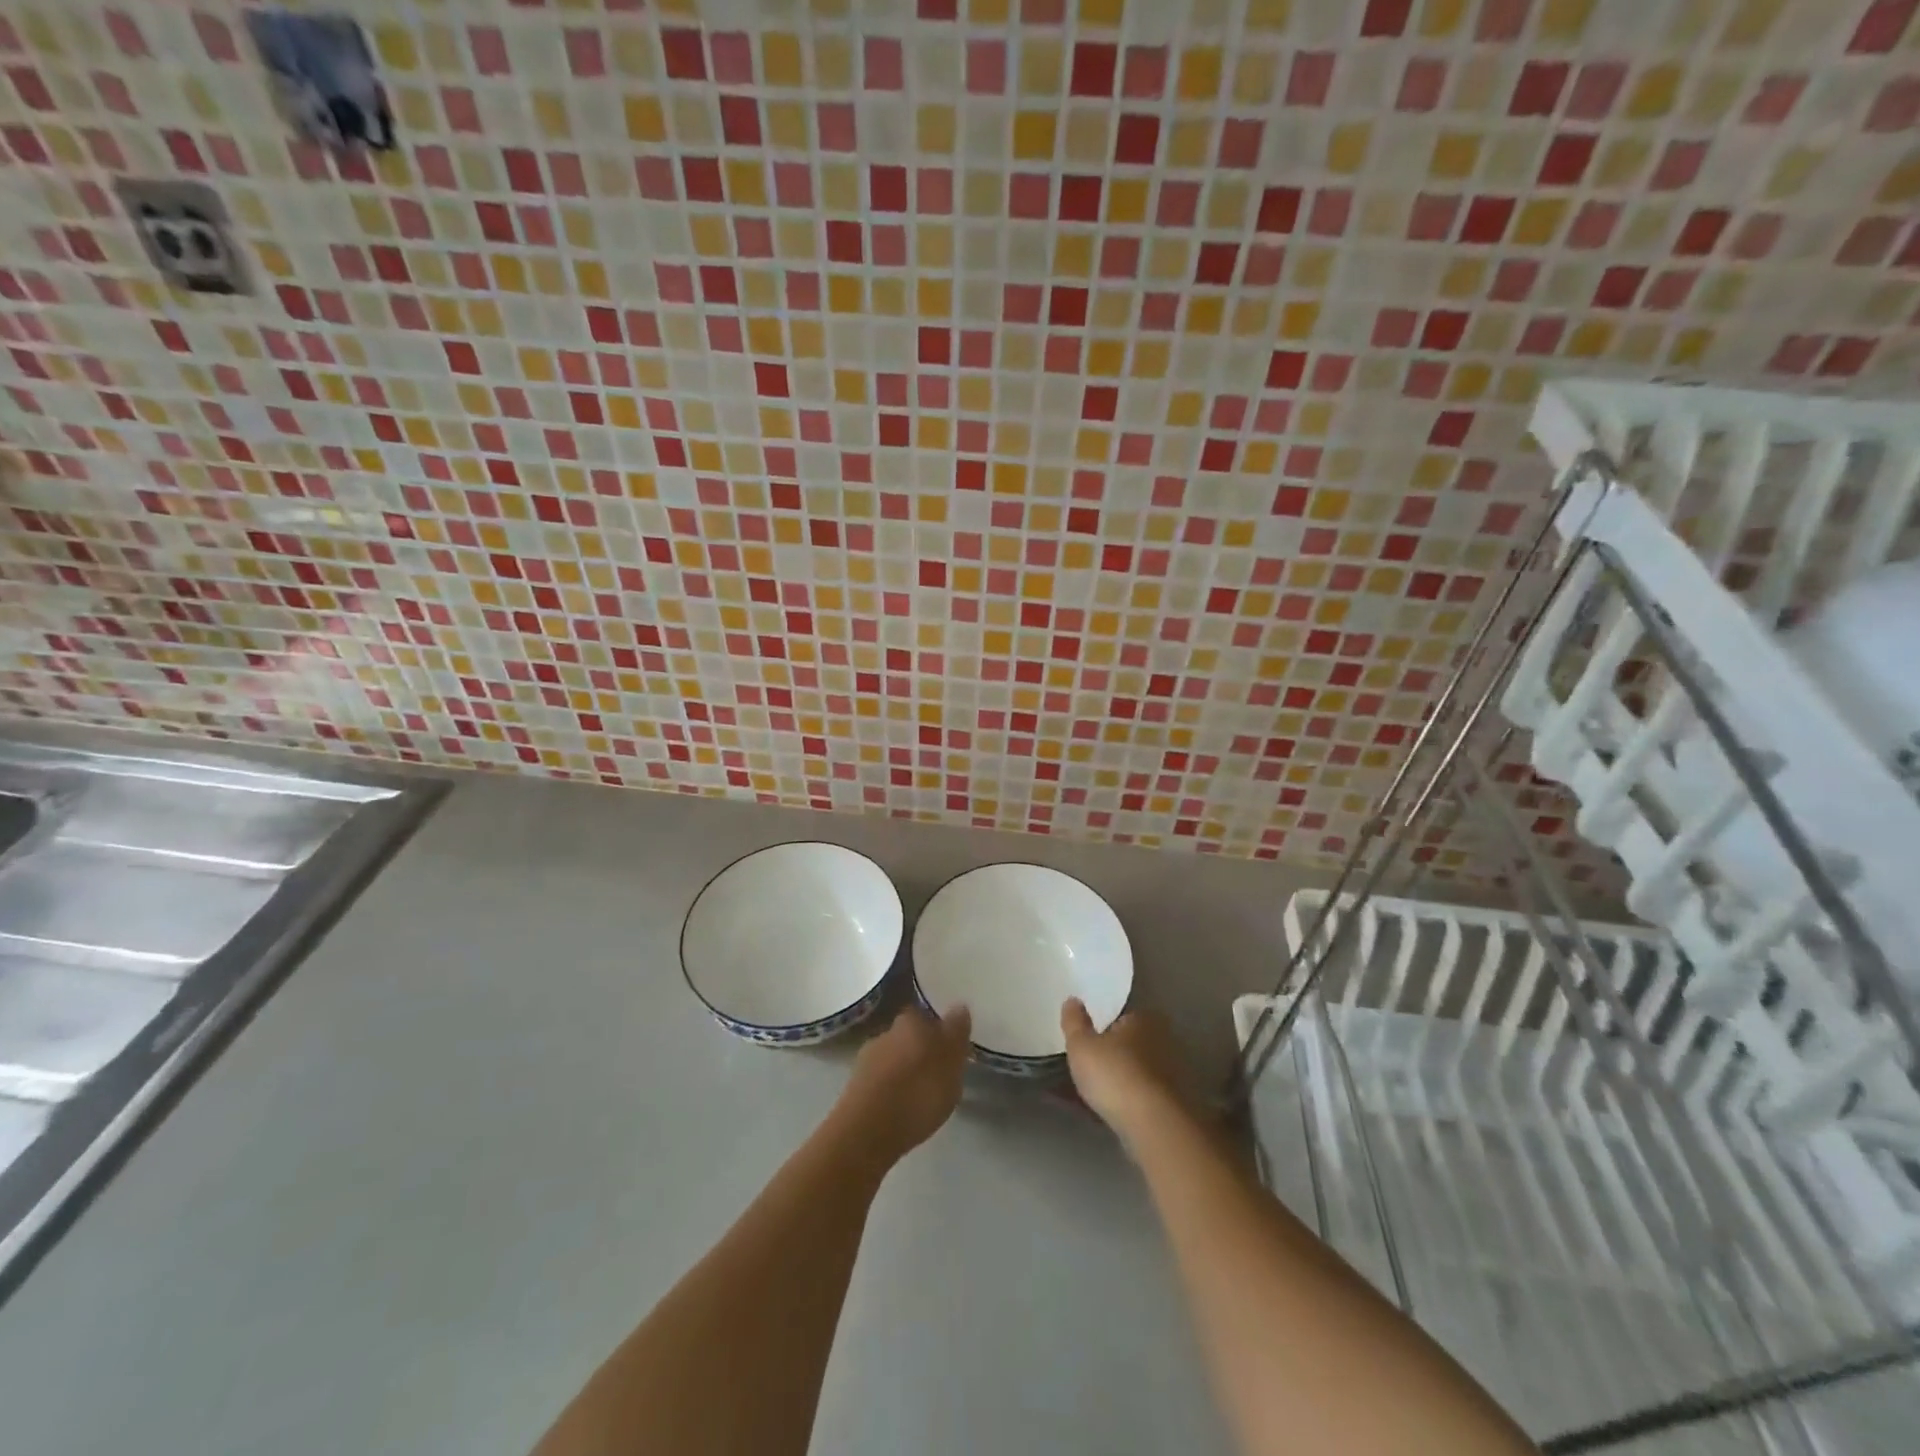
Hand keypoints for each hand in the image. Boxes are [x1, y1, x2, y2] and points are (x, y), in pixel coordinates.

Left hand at [835, 1005, 971, 1160]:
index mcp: (911, 1020)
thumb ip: (956, 1033)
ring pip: (893, 1059)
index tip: (950, 1050)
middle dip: (921, 1051)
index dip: (939, 1031)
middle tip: (938, 1074)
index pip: (927, 1016)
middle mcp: (886, 1032)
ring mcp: (866, 1059)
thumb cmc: (918, 1093)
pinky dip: (891, 1091)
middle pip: (909, 1036)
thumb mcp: (951, 1063)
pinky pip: (881, 1082)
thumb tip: (959, 1005)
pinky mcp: (855, 1087)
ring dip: (905, 1071)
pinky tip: (900, 1110)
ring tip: (920, 1097)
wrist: (866, 1132)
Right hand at [1061, 999, 1189, 1140]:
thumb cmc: (1115, 1074)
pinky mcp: (1173, 1107)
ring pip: (1134, 1074)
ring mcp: (1171, 1076)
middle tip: (1085, 1067)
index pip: (1121, 1016)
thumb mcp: (1081, 1045)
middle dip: (1111, 1054)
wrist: (1154, 1127)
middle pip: (1130, 1045)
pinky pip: (1138, 1099)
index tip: (1087, 1040)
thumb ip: (1074, 1021)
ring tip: (1088, 1095)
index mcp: (1144, 1019)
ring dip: (1116, 1082)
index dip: (1102, 1027)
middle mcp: (1163, 1042)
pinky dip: (1122, 1103)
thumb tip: (1073, 1000)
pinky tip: (1102, 1114)